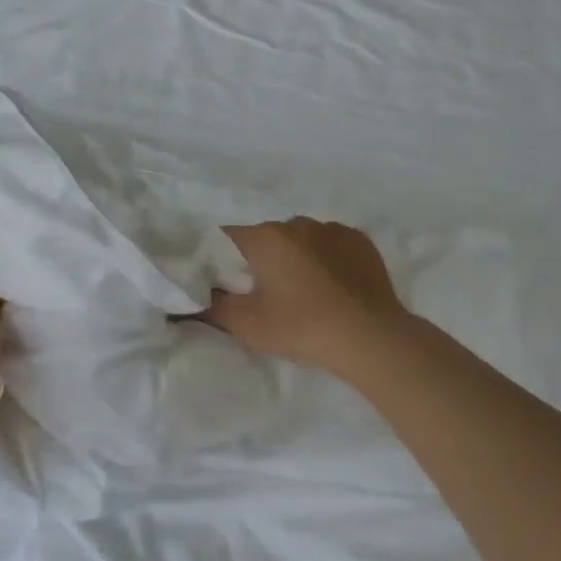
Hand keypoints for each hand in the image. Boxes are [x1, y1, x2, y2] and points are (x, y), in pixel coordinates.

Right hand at [203, 218, 411, 379]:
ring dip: (294, 257)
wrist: (369, 337)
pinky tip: (331, 285)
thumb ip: (212, 308)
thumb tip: (191, 301)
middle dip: (259, 259)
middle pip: (265, 237)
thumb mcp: (246, 324)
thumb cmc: (301, 327)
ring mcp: (333, 229)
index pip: (227, 239)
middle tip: (262, 293)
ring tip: (302, 291)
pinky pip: (331, 244)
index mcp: (266, 237)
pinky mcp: (360, 241)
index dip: (220, 260)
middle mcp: (297, 223)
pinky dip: (325, 258)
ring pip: (300, 238)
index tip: (223, 283)